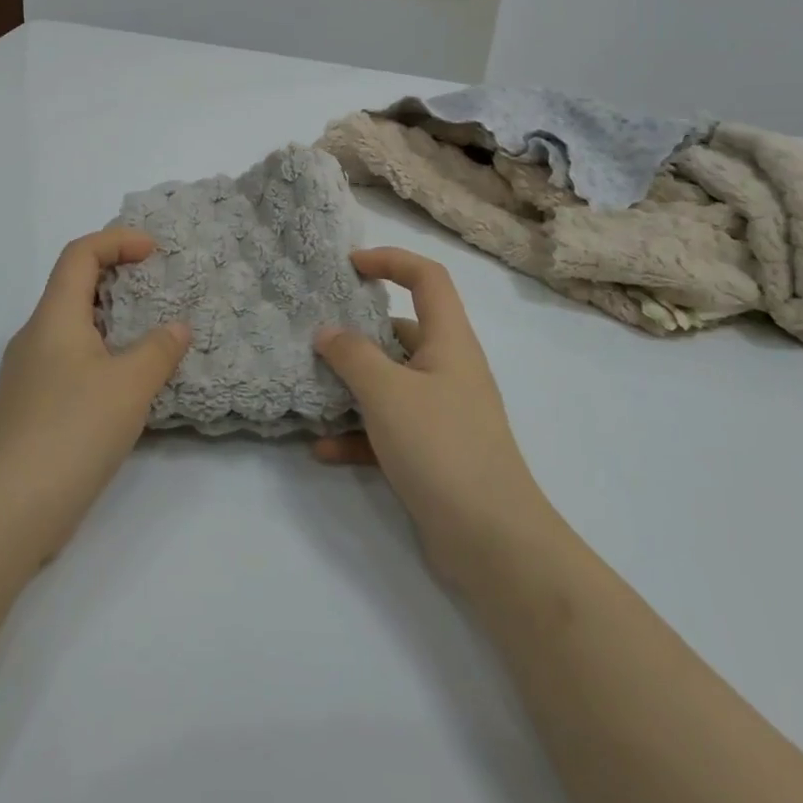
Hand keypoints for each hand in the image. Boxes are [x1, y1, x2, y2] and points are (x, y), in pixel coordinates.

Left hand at [0, 229, 191, 561]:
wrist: (9, 511)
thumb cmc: (72, 431)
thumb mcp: (129, 386)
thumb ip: (158, 350)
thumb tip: (176, 328)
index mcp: (54, 318)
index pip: (80, 255)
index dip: (117, 241)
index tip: (155, 252)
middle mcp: (35, 337)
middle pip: (73, 287)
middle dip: (117, 277)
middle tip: (158, 288)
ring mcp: (29, 375)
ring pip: (72, 328)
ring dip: (112, 320)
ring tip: (151, 334)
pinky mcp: (32, 408)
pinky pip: (71, 361)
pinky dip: (102, 355)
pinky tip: (127, 384)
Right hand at [314, 248, 547, 584]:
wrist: (493, 542)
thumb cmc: (442, 446)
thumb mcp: (387, 392)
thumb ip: (352, 355)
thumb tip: (327, 332)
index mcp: (449, 341)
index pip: (427, 278)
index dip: (391, 260)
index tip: (349, 266)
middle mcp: (448, 369)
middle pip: (402, 331)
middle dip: (358, 332)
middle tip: (316, 335)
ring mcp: (442, 413)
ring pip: (390, 383)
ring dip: (352, 386)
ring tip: (310, 390)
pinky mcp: (433, 453)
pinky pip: (388, 430)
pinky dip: (357, 434)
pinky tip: (322, 449)